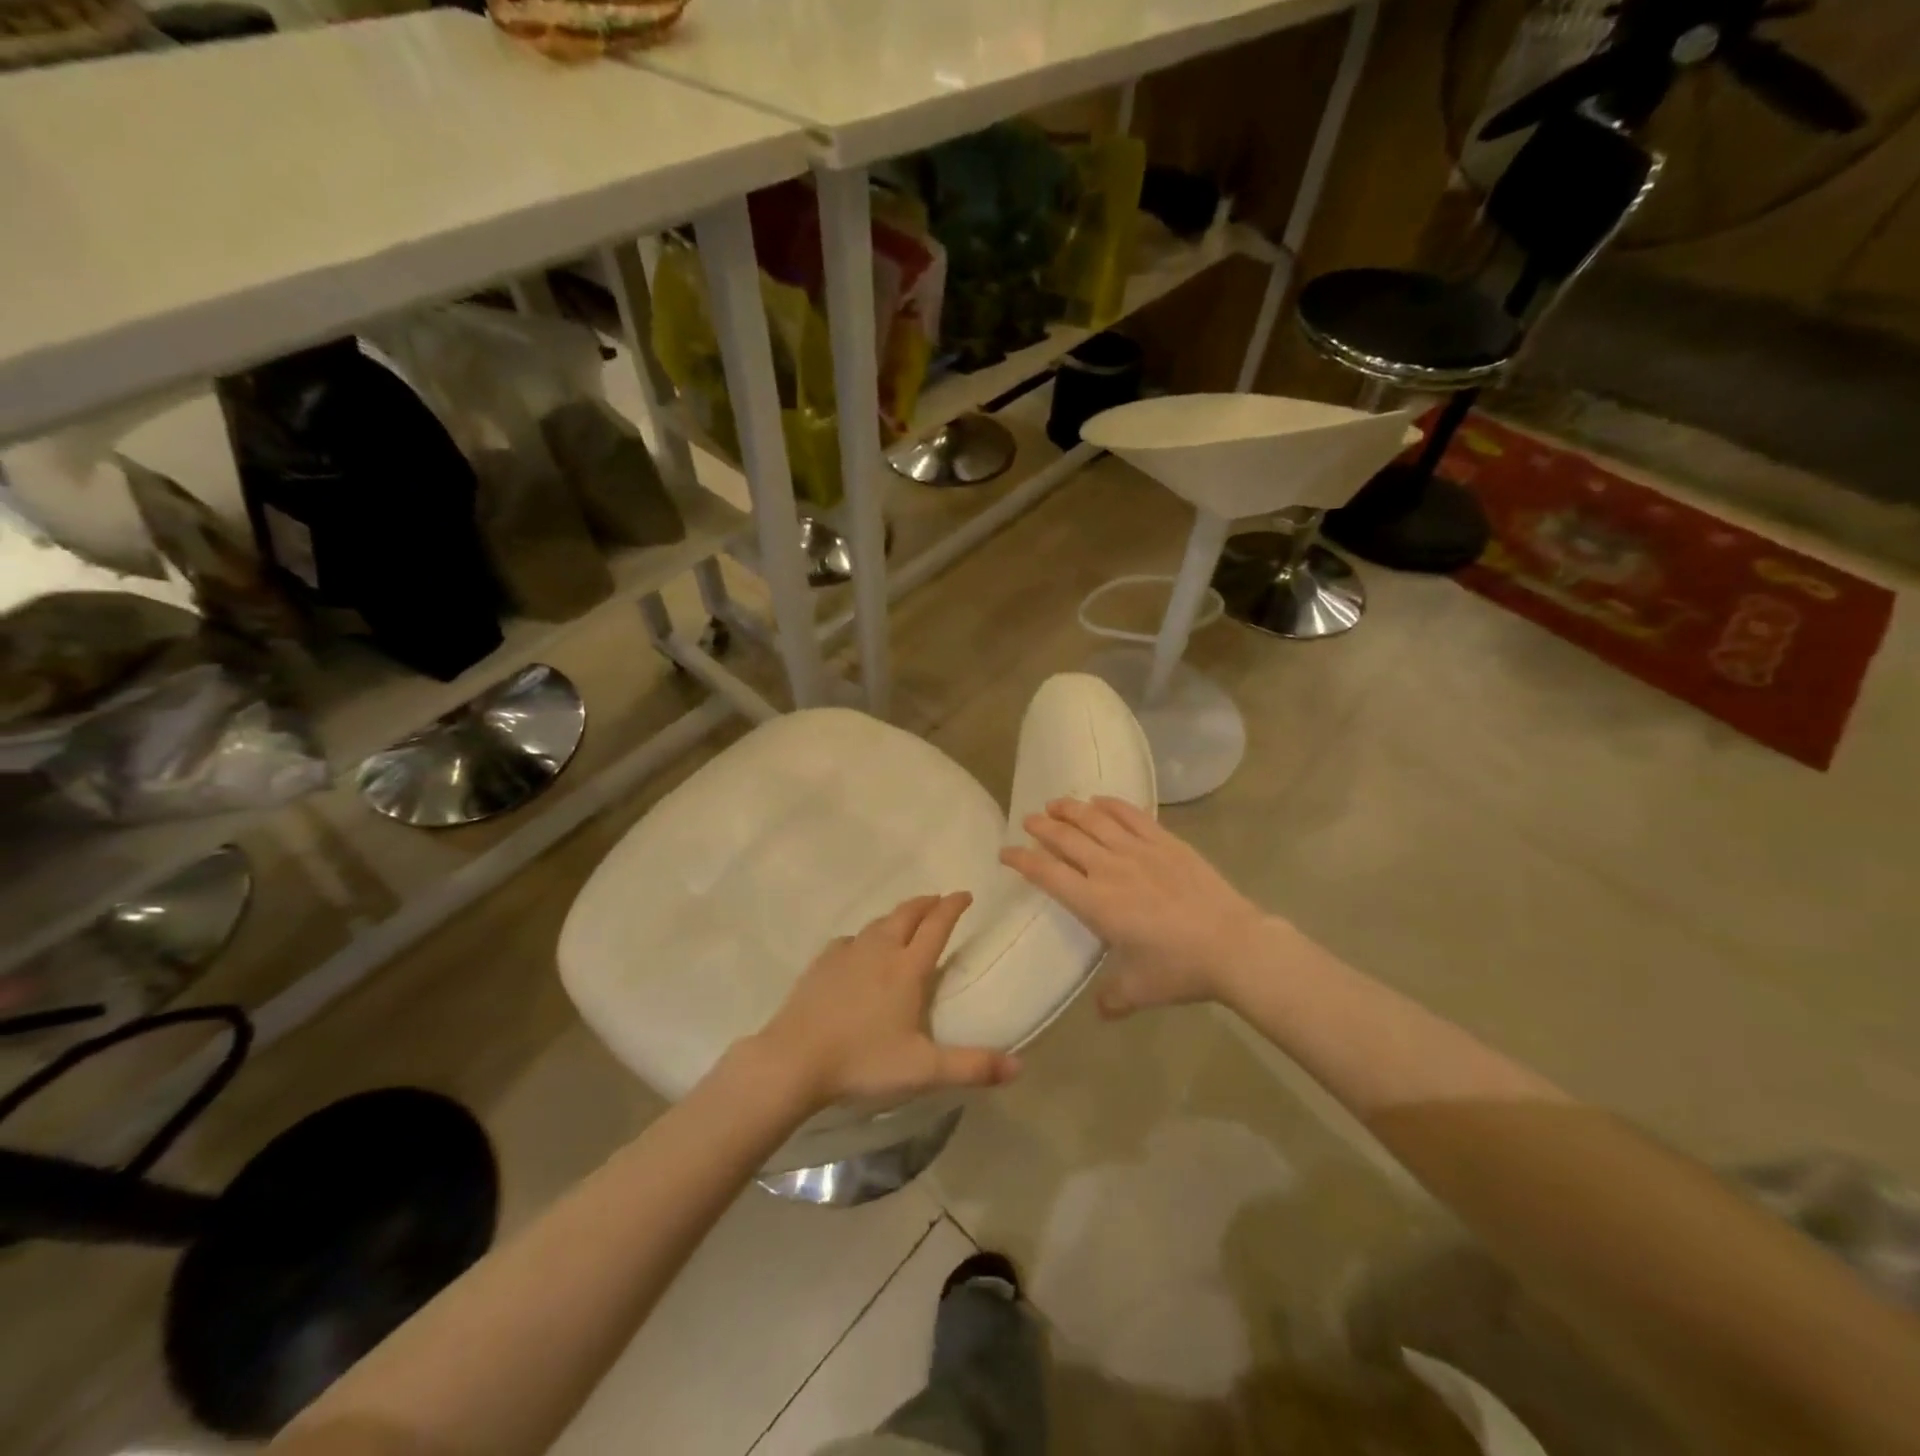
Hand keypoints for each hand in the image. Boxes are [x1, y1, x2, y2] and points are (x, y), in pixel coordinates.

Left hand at [751, 893, 1020, 1113]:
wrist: (794, 1059)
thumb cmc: (862, 1061)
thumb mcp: (923, 1070)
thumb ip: (972, 1066)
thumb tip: (1020, 1067)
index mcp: (907, 969)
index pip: (937, 927)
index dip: (953, 907)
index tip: (965, 894)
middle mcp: (879, 951)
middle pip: (907, 915)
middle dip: (926, 904)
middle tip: (939, 900)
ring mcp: (847, 954)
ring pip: (878, 923)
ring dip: (897, 916)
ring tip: (906, 918)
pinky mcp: (821, 964)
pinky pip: (849, 940)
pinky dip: (864, 937)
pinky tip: (859, 947)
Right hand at [1001, 797, 1271, 1018]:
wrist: (1233, 945)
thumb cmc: (1179, 969)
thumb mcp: (1139, 991)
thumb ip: (1112, 998)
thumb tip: (1100, 1010)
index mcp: (1095, 903)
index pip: (1047, 874)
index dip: (1022, 860)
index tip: (1005, 852)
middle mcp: (1110, 869)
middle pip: (1066, 839)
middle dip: (1042, 828)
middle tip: (1028, 820)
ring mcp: (1139, 851)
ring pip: (1095, 821)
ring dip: (1071, 809)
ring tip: (1055, 803)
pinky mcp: (1166, 843)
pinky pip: (1132, 816)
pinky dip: (1111, 805)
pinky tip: (1099, 800)